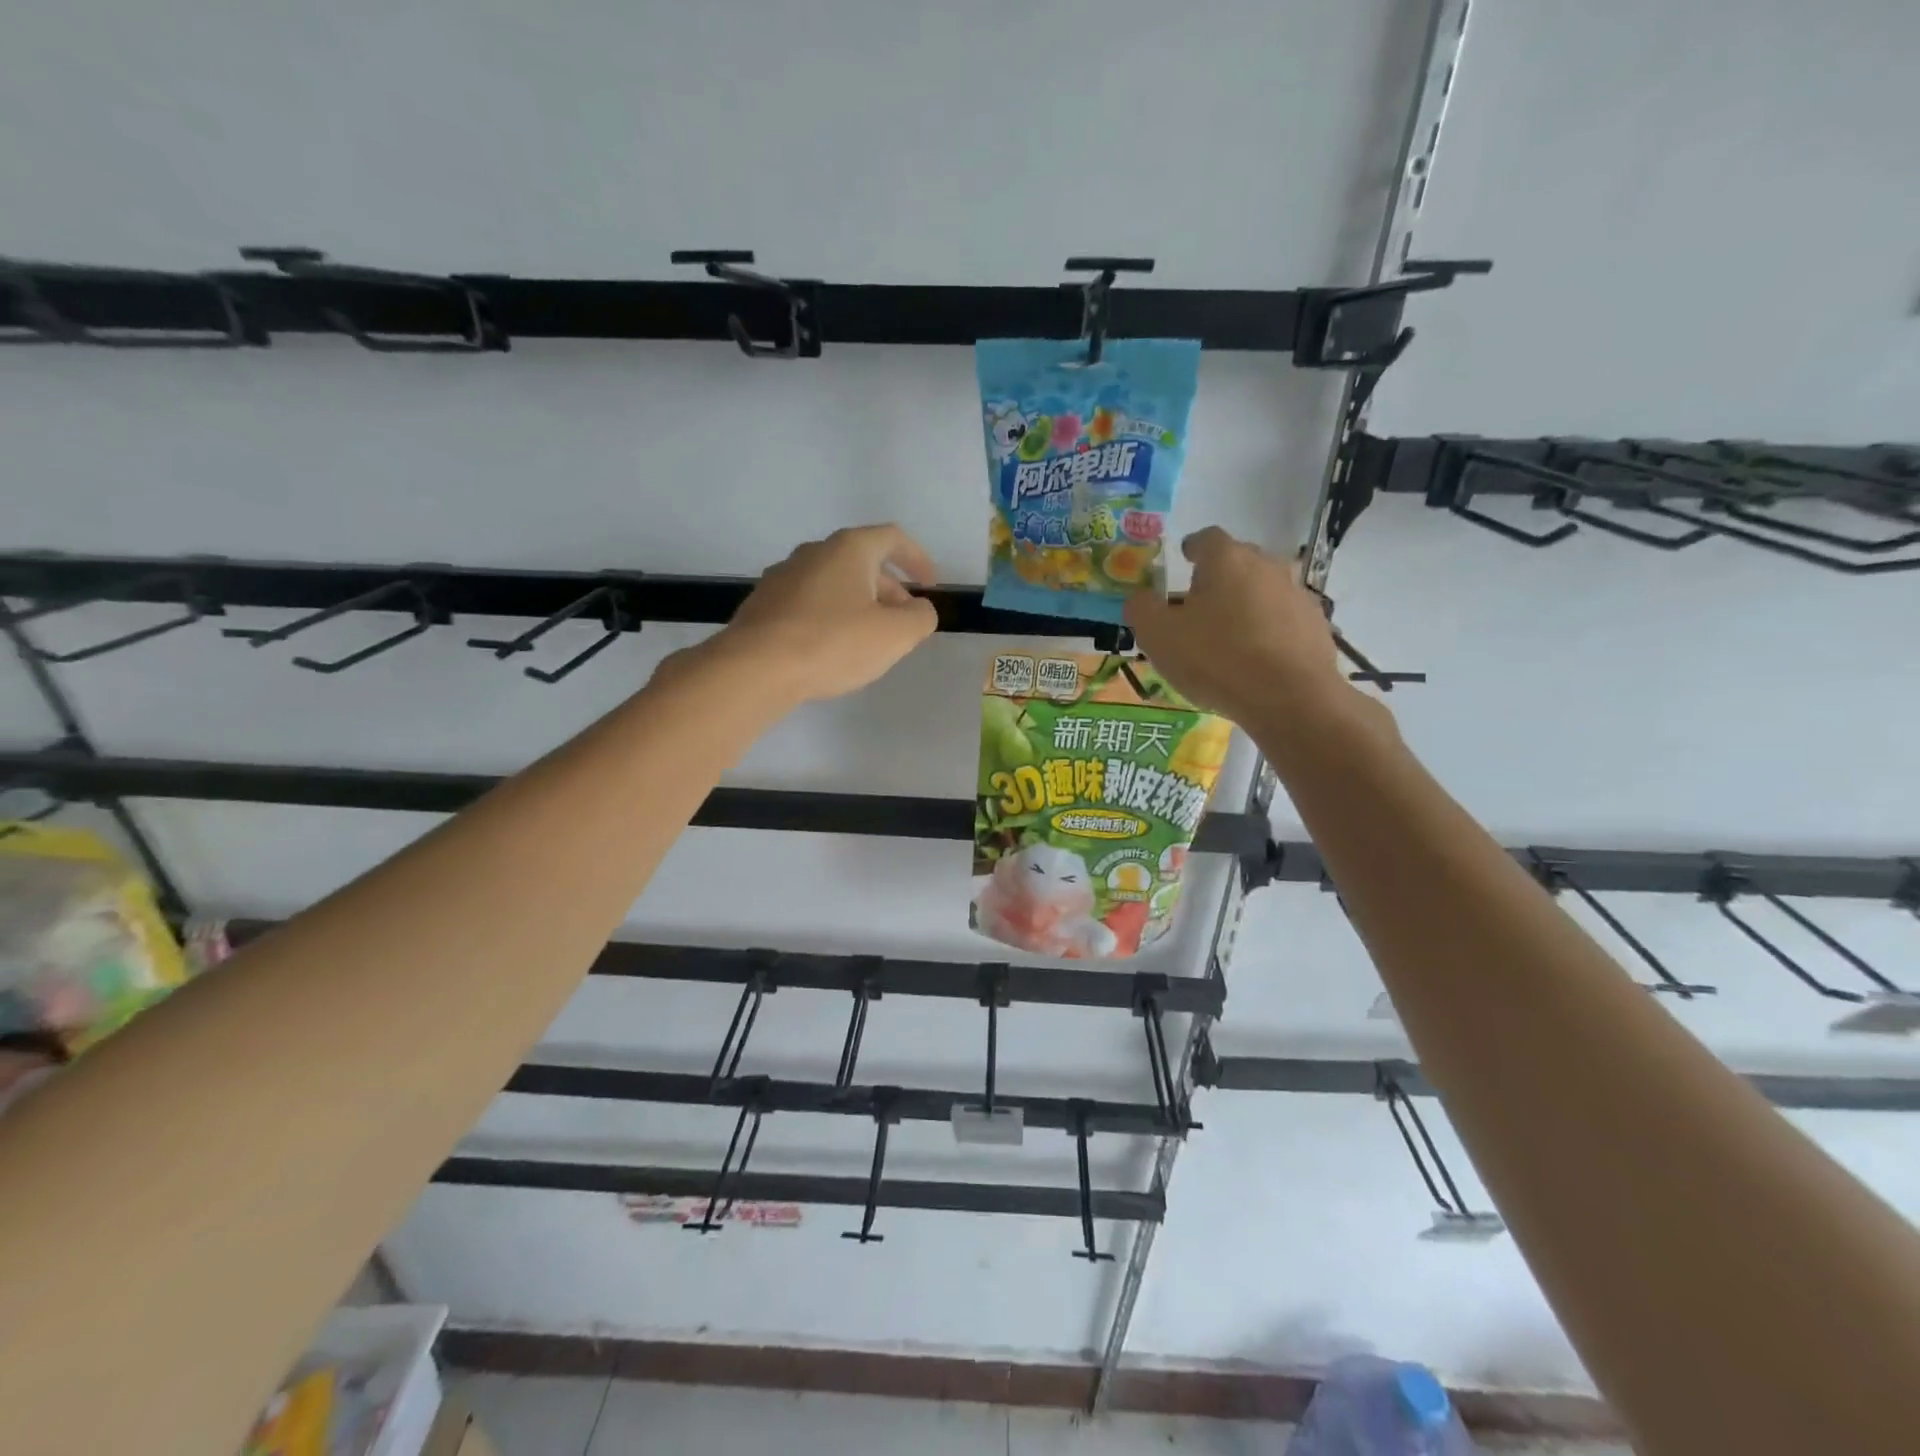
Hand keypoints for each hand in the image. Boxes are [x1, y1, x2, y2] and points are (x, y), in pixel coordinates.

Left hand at [712, 523, 939, 701]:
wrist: (755, 669)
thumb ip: (920, 618)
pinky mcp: (763, 605)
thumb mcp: (895, 635)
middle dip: (889, 589)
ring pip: (834, 583)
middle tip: (903, 621)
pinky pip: (809, 603)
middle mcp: (813, 552)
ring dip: (859, 604)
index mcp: (849, 549)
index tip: (930, 585)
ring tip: (868, 639)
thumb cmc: (832, 643)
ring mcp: (783, 577)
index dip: (917, 558)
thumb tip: (919, 609)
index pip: (892, 538)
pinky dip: (830, 617)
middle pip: (862, 561)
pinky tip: (830, 648)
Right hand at [1124, 526, 1348, 724]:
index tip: (1183, 561)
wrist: (1290, 698)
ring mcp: (1296, 594)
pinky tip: (1257, 658)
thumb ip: (1142, 609)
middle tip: (1200, 604)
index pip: (1206, 538)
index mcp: (1226, 559)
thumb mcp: (1158, 636)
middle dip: (1219, 576)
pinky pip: (1283, 618)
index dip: (1192, 548)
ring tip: (1229, 635)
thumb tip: (1139, 598)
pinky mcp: (1316, 625)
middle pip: (1238, 561)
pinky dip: (1269, 629)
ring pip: (1263, 589)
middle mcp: (1267, 565)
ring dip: (1246, 603)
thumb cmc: (1216, 658)